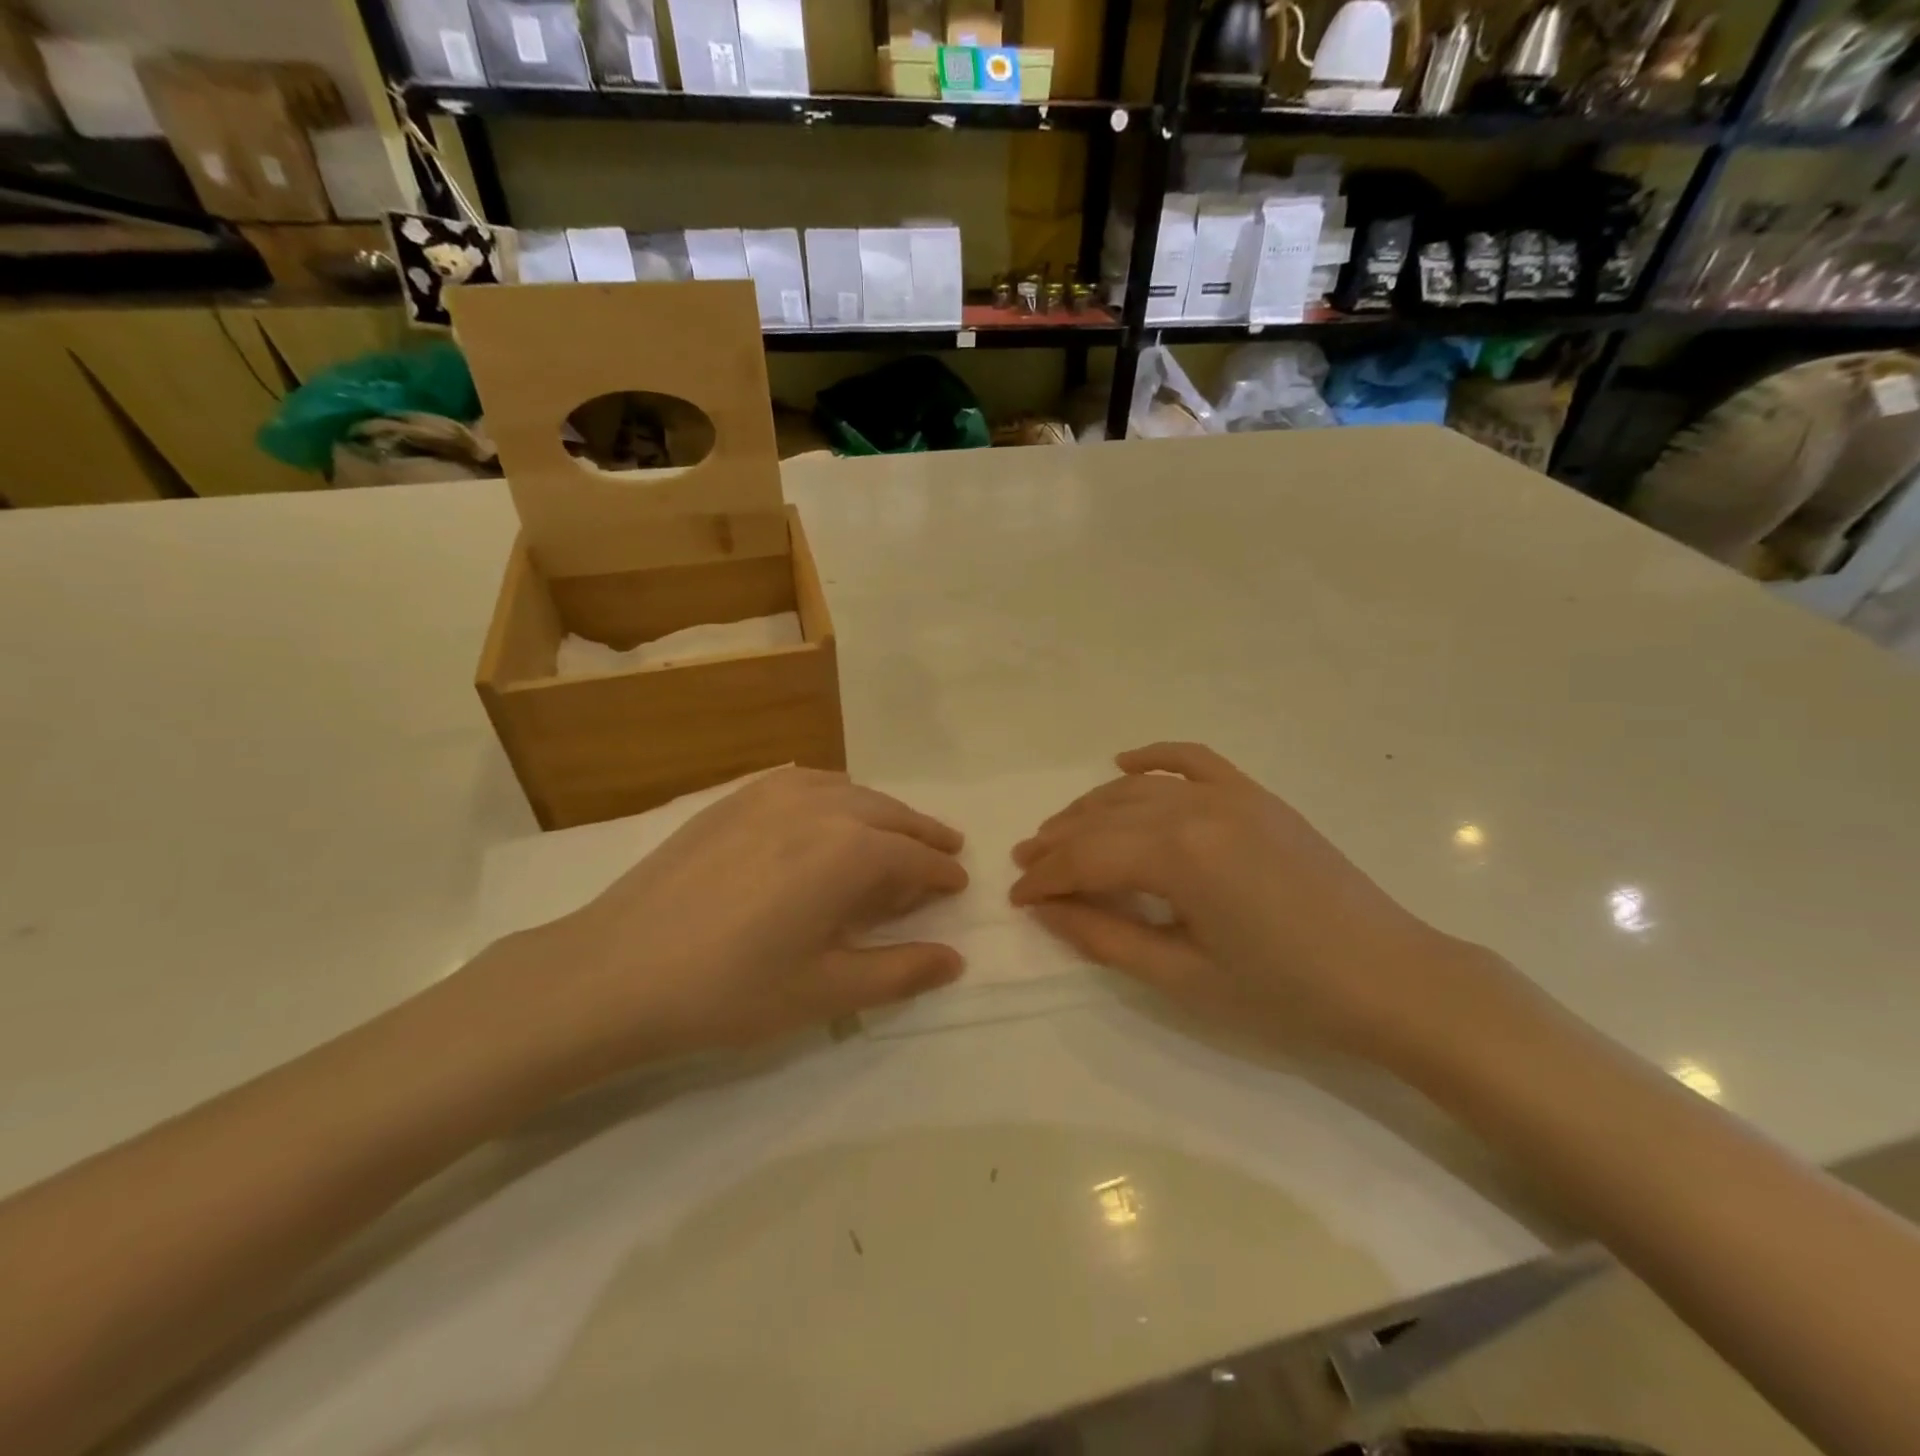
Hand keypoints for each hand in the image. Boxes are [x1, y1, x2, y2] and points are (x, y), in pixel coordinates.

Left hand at [494, 768, 968, 1075]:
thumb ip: (899, 972)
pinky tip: (830, 817)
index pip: (915, 857)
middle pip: (890, 814)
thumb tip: (954, 959)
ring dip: (882, 813)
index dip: (942, 873)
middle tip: (943, 854)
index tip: (959, 884)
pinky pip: (807, 783)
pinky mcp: (736, 797)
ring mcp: (773, 794)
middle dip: (922, 835)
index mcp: (849, 851)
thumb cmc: (729, 990)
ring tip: (894, 836)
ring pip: (851, 792)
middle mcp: (820, 806)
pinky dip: (837, 796)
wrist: (615, 970)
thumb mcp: (824, 992)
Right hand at [1009, 743, 1494, 1058]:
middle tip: (1026, 866)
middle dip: (1058, 843)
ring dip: (1091, 808)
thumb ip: (1106, 938)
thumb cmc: (1285, 993)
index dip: (1046, 879)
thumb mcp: (1184, 977)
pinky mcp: (1256, 796)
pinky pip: (1193, 761)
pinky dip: (1153, 757)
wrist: (1392, 979)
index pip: (1087, 858)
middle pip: (1104, 819)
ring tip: (1059, 832)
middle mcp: (1198, 809)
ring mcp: (1231, 795)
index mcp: (1180, 856)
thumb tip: (1048, 911)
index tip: (1017, 900)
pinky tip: (1123, 763)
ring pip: (1138, 789)